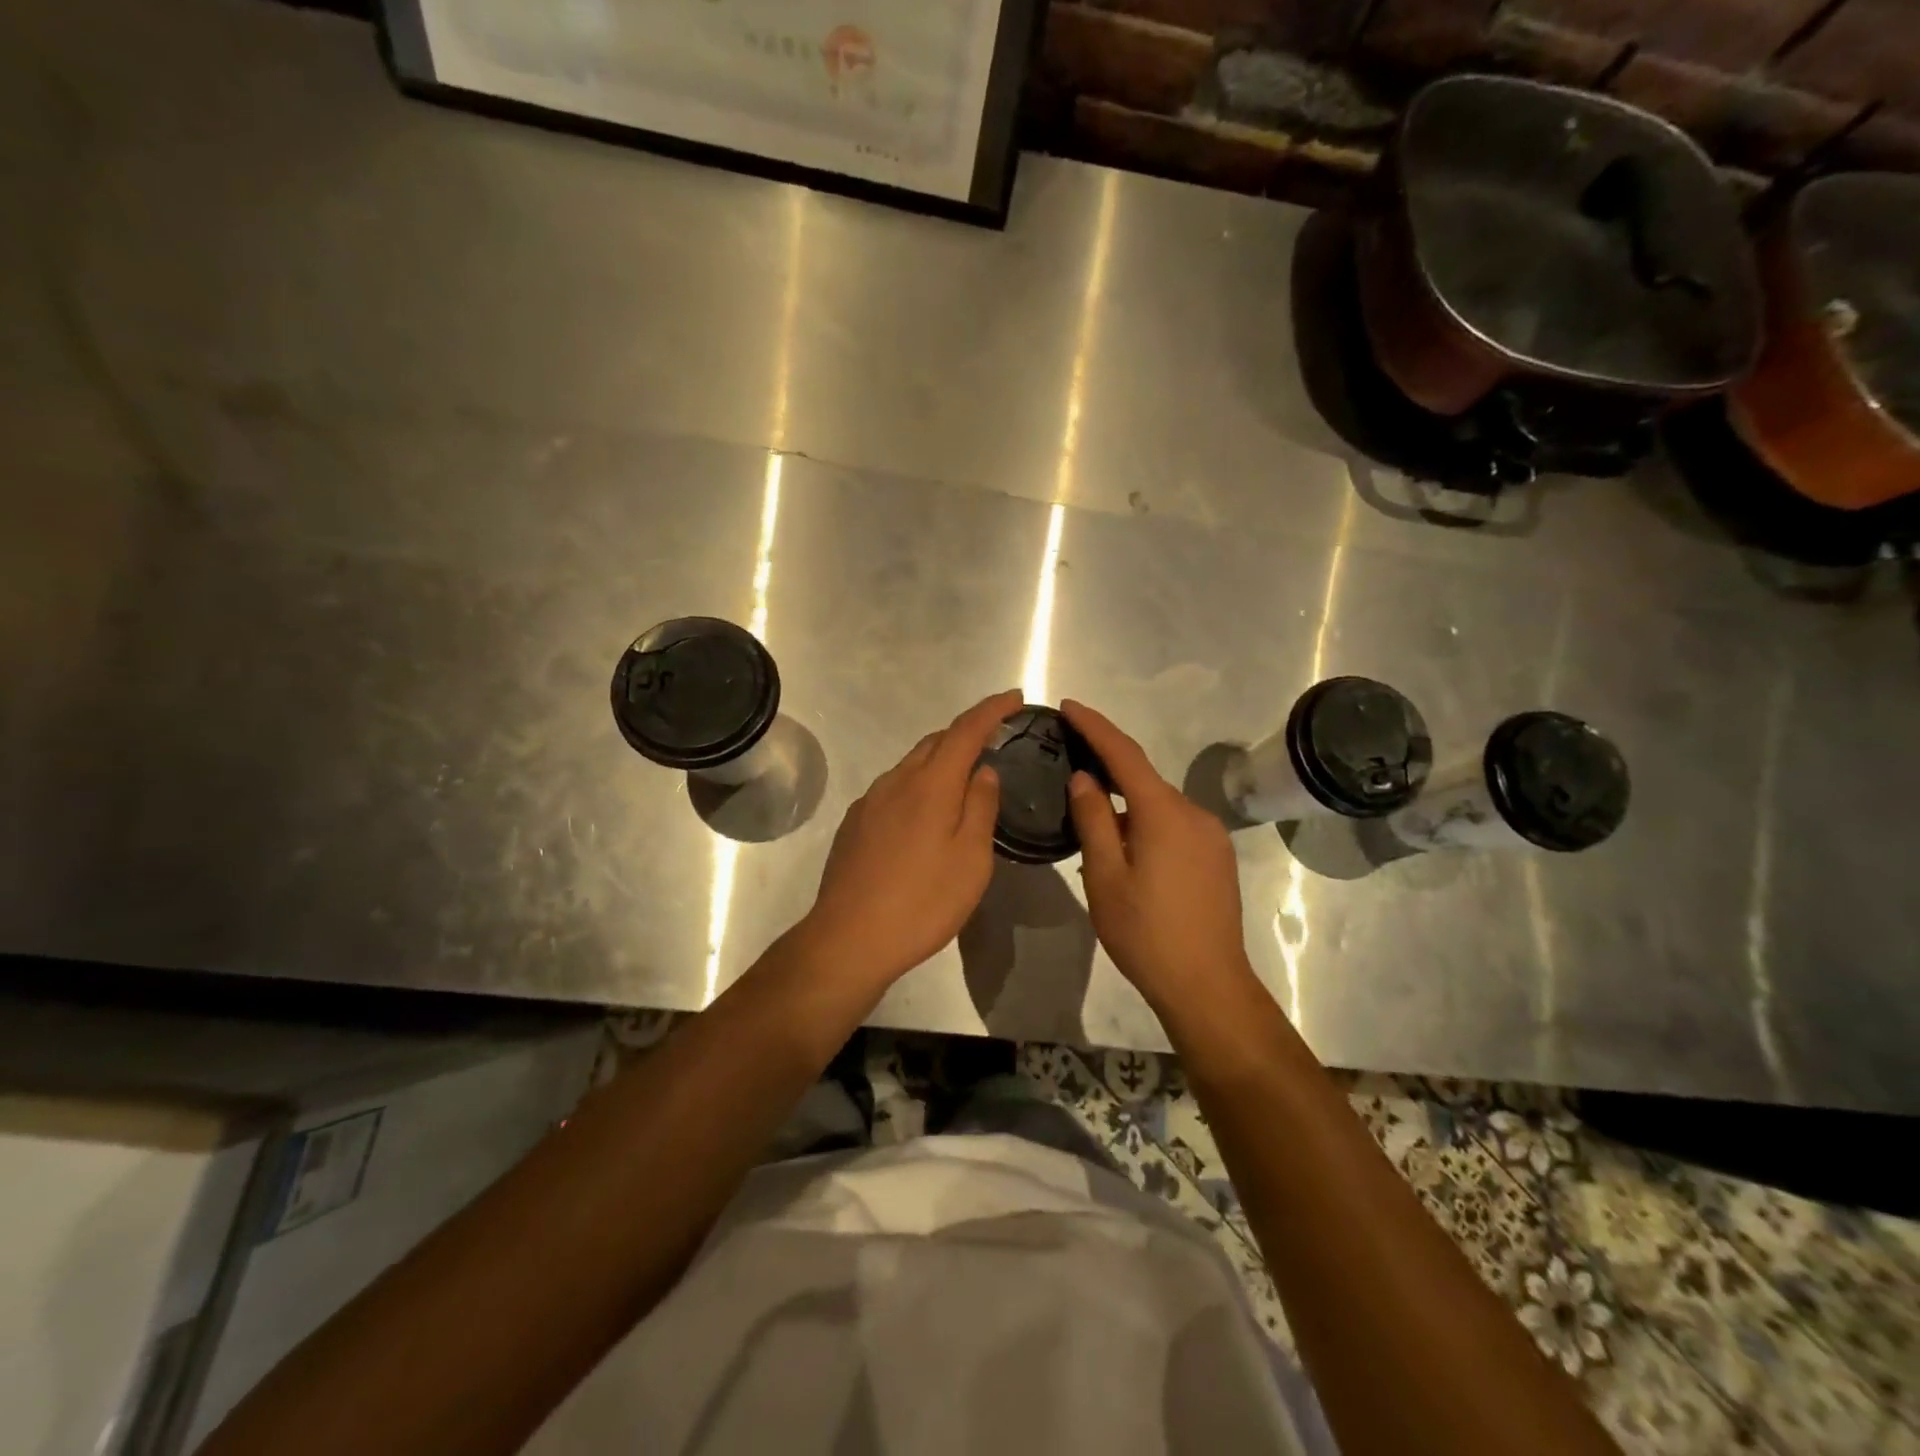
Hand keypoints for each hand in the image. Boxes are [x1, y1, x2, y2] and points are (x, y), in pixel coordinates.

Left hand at [800, 690, 1019, 988]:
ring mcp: (870, 801)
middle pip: (936, 742)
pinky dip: (918, 787)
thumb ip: (981, 807)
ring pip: (912, 765)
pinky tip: (924, 817)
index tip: (1014, 697)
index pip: (966, 730)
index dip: (992, 710)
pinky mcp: (855, 822)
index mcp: (931, 784)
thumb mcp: (971, 859)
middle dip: (966, 734)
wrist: (849, 938)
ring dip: (940, 762)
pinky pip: (894, 789)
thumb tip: (984, 771)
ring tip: (963, 783)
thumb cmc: (923, 901)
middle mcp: (897, 781)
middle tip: (994, 743)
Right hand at [1061, 699, 1257, 1012]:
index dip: (1095, 727)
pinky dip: (1144, 826)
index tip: (1068, 706)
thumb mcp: (1105, 877)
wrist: (1207, 985)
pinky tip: (1125, 854)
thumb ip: (1093, 820)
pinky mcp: (1217, 857)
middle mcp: (1193, 814)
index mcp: (1163, 813)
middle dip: (1106, 772)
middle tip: (1069, 773)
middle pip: (1143, 780)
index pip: (1125, 755)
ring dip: (1125, 808)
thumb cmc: (1146, 933)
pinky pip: (1173, 826)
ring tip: (1091, 832)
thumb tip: (1084, 777)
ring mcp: (1210, 836)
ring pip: (1157, 806)